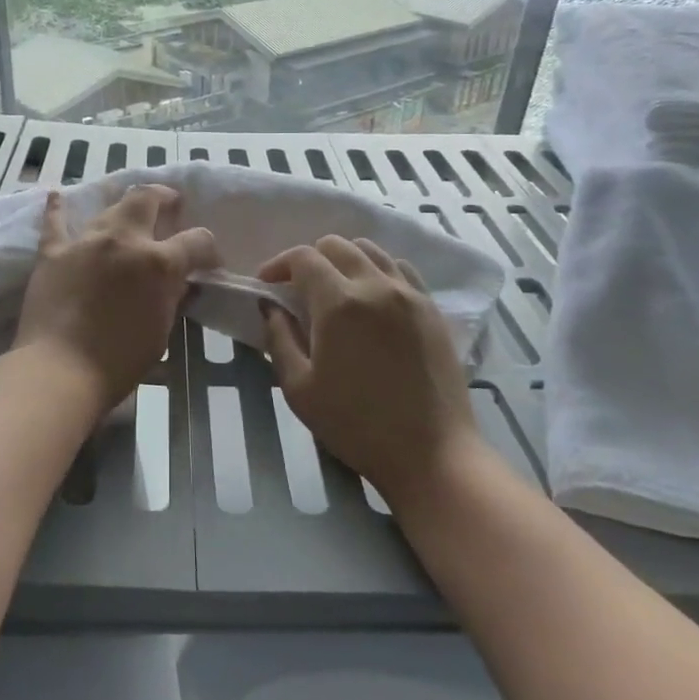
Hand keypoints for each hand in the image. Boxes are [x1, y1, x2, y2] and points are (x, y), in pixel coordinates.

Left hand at [14, 185, 219, 407]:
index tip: (209, 262)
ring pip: (109, 208)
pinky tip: (57, 195)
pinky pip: (55, 222)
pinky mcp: (53, 252)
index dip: (209, 249)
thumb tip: (180, 282)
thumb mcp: (161, 331)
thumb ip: (172, 298)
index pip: (197, 240)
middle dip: (164, 198)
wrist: (59, 371)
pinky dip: (57, 209)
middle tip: (170, 208)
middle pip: (147, 199)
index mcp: (158, 262)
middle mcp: (123, 240)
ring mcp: (85, 241)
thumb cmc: (119, 361)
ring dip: (124, 208)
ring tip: (129, 214)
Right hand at [259, 235, 483, 501]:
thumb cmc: (356, 425)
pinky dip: (378, 270)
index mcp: (339, 303)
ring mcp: (409, 294)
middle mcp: (375, 285)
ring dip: (344, 260)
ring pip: (371, 250)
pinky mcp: (432, 308)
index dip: (278, 264)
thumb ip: (279, 338)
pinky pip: (400, 269)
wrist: (431, 454)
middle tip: (298, 289)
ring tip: (335, 289)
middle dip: (310, 259)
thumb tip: (270, 306)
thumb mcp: (299, 388)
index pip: (303, 257)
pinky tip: (372, 298)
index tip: (267, 284)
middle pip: (336, 245)